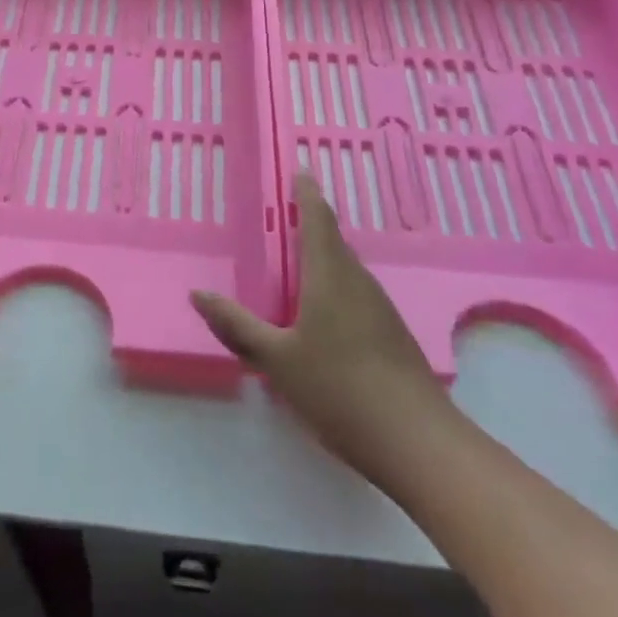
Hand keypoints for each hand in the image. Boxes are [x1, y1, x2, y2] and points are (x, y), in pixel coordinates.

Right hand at [191, 173, 453, 481]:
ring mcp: (381, 310)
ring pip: (348, 271)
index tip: (301, 171)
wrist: (419, 444)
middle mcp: (359, 283)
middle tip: (287, 217)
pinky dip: (335, 288)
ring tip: (298, 263)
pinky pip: (357, 295)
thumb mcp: (277, 360)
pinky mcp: (392, 336)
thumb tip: (198, 294)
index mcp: (330, 276)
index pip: (319, 220)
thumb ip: (237, 326)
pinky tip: (323, 315)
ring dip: (324, 259)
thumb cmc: (339, 390)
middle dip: (313, 225)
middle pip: (334, 243)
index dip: (308, 194)